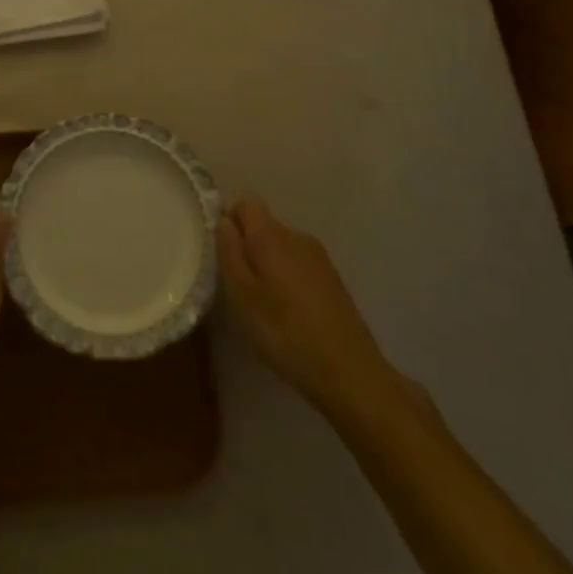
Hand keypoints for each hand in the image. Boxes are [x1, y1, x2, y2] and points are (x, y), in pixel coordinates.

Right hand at [218, 197, 406, 419]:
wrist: (349, 371)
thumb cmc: (285, 332)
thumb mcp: (242, 295)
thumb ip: (228, 252)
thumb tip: (224, 221)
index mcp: (272, 235)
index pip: (245, 202)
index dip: (229, 221)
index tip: (223, 254)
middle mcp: (297, 236)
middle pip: (263, 225)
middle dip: (247, 247)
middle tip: (240, 288)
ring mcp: (319, 257)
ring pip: (281, 247)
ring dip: (268, 265)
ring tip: (264, 306)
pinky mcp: (332, 278)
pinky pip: (298, 264)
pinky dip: (287, 279)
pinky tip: (289, 314)